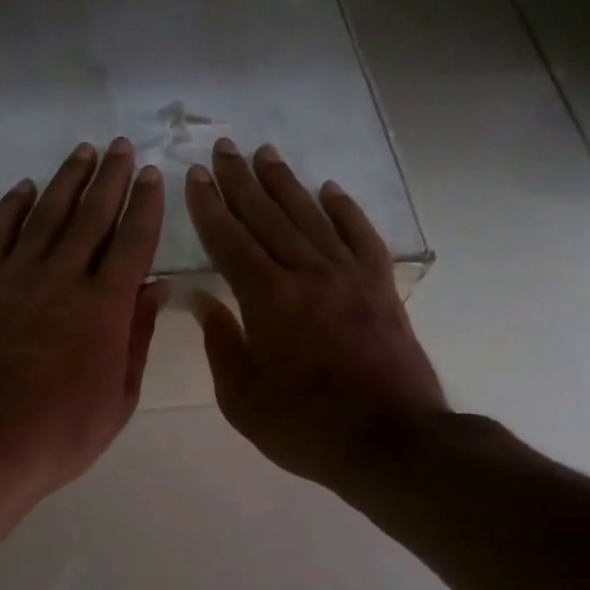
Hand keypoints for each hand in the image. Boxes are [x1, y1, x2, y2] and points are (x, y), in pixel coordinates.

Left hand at [0, 140, 167, 504]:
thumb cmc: (60, 434)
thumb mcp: (118, 398)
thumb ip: (137, 338)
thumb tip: (155, 288)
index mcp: (105, 307)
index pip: (133, 242)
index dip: (146, 205)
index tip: (153, 176)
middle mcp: (63, 278)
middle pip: (92, 216)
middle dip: (111, 178)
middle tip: (122, 148)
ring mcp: (14, 277)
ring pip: (46, 215)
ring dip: (67, 180)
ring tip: (83, 153)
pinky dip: (12, 207)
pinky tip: (25, 188)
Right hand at [186, 139, 448, 488]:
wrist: (394, 441)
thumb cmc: (307, 429)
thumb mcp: (244, 400)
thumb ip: (222, 345)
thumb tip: (203, 301)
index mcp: (269, 301)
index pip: (231, 241)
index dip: (210, 207)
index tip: (195, 176)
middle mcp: (308, 275)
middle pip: (269, 217)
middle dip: (242, 181)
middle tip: (224, 148)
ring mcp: (349, 277)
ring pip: (310, 217)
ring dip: (285, 184)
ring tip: (265, 154)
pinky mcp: (380, 288)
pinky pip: (360, 236)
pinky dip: (343, 209)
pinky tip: (329, 190)